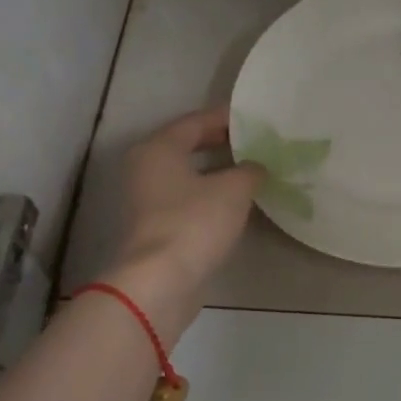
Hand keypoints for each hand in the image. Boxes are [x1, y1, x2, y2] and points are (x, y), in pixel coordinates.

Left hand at [104, 106, 264, 343]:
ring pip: (186, 175)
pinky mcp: (154, 228)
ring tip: (250, 171)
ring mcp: (145, 200)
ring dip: (215, 172)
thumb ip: (250, 170)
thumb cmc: (194, 223)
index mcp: (158, 148)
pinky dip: (208, 196)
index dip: (225, 118)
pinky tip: (234, 203)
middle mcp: (145, 168)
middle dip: (220, 143)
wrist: (160, 282)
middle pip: (186, 146)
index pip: (194, 121)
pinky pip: (185, 200)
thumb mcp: (233, 190)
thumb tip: (255, 167)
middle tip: (254, 143)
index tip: (254, 118)